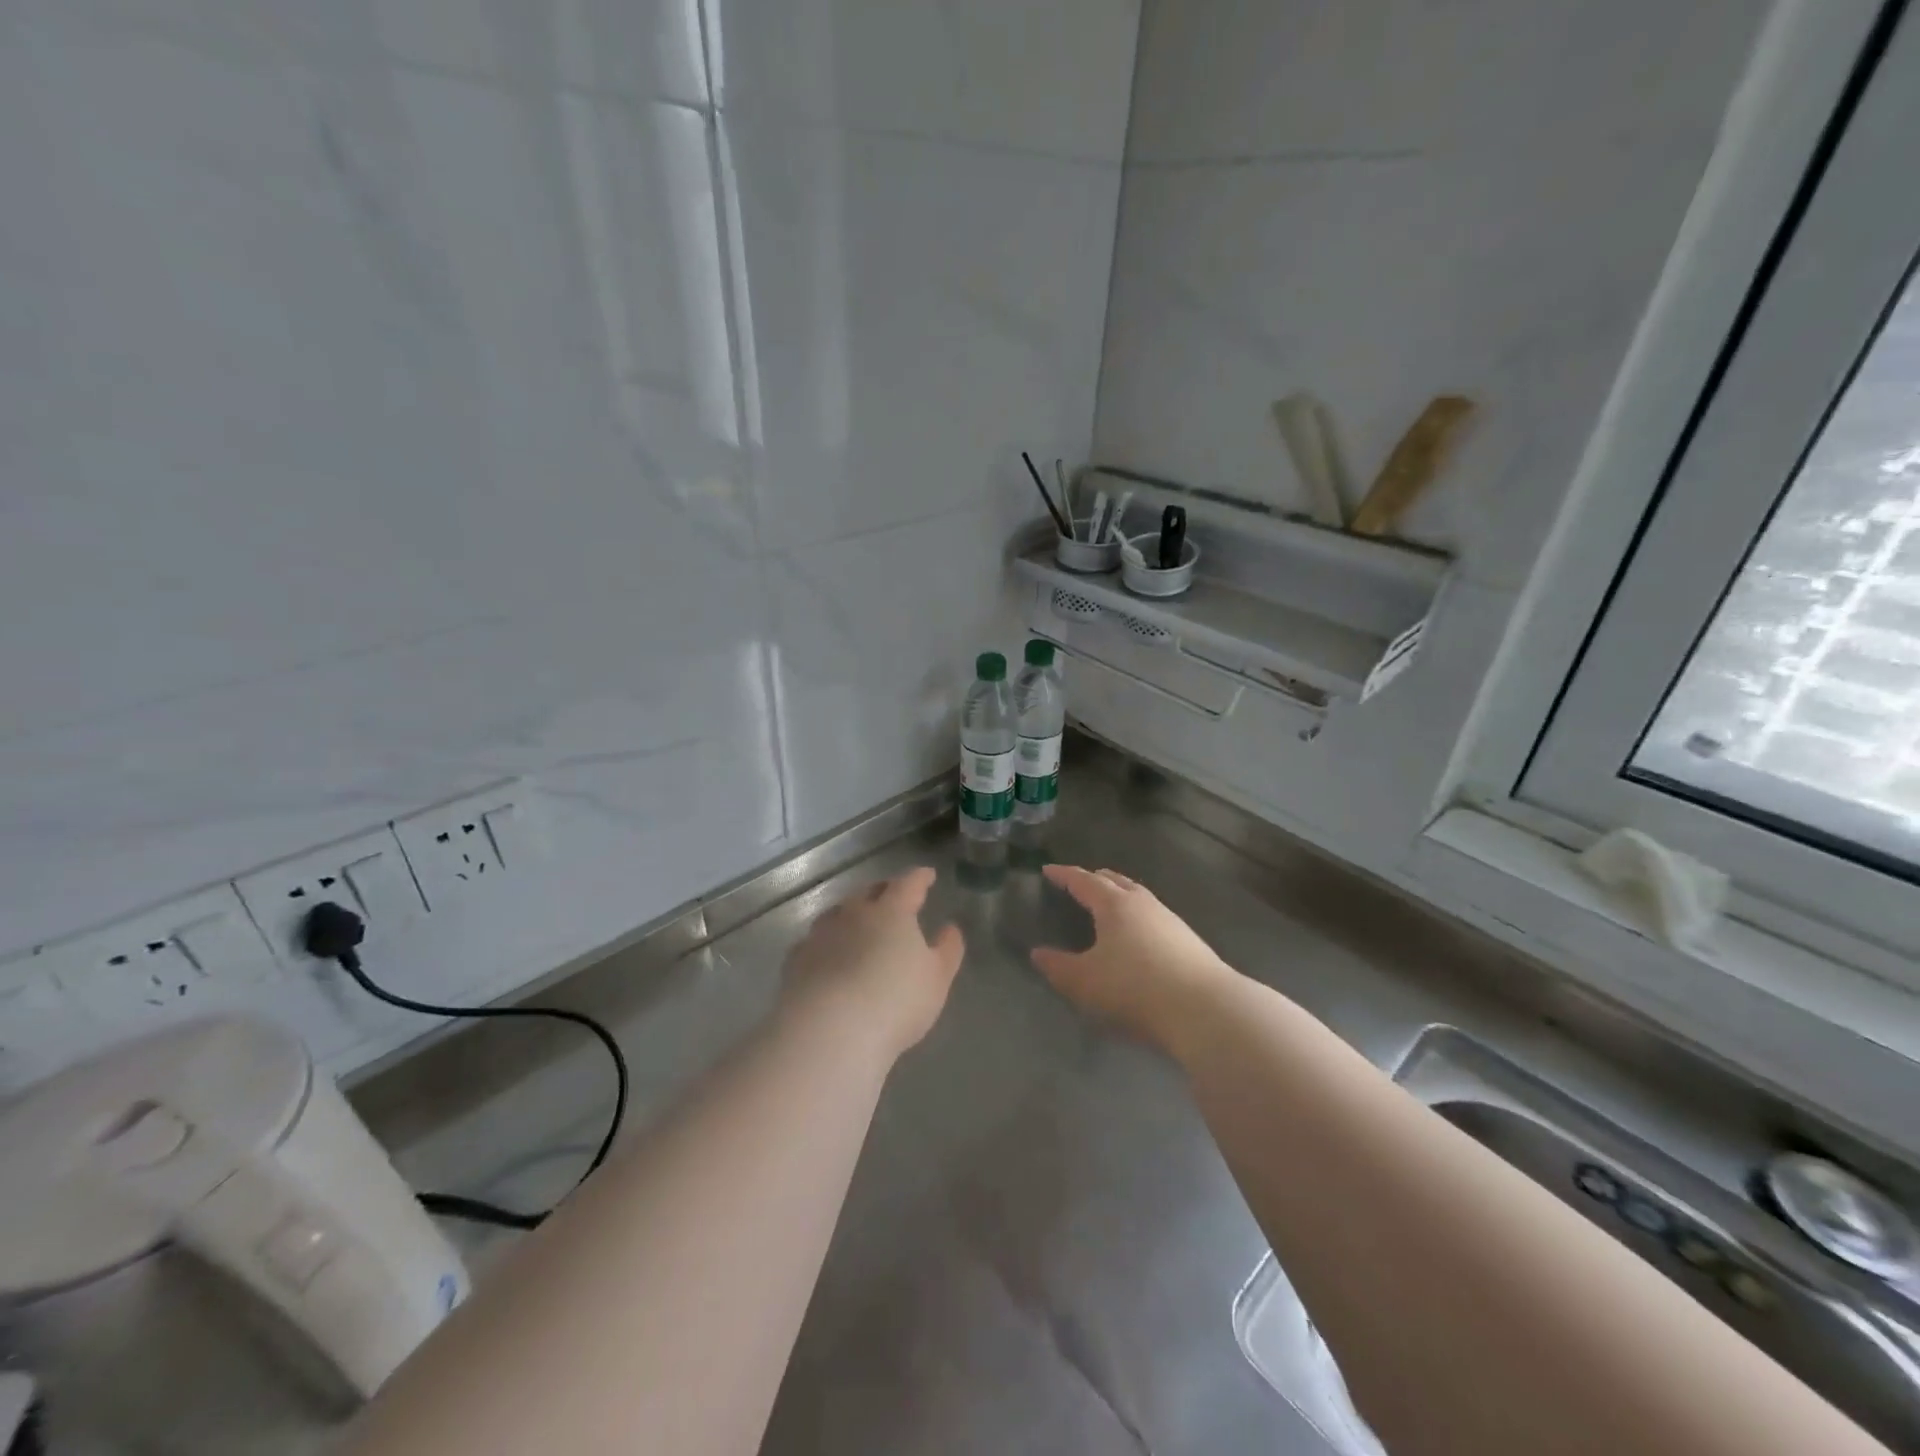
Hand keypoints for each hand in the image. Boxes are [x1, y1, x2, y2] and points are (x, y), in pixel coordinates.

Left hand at [780, 867, 964, 1062]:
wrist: (829, 1031)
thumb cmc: (895, 1001)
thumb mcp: (937, 979)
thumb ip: (947, 950)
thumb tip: (950, 928)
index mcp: (892, 911)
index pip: (908, 883)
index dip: (920, 878)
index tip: (927, 875)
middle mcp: (854, 913)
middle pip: (868, 891)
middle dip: (883, 890)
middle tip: (892, 895)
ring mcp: (821, 934)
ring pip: (838, 913)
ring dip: (850, 913)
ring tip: (857, 922)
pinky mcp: (797, 960)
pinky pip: (814, 941)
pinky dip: (825, 942)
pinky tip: (827, 954)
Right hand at [1031, 865, 1234, 1051]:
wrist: (1205, 1009)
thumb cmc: (1135, 988)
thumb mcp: (1085, 982)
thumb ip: (1058, 967)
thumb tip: (1038, 954)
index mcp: (1114, 905)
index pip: (1084, 881)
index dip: (1064, 875)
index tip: (1048, 870)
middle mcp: (1143, 904)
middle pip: (1116, 881)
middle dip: (1095, 879)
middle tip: (1080, 881)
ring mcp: (1170, 920)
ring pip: (1139, 897)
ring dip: (1120, 896)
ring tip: (1109, 906)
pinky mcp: (1189, 941)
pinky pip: (1154, 917)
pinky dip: (1138, 916)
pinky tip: (1139, 936)